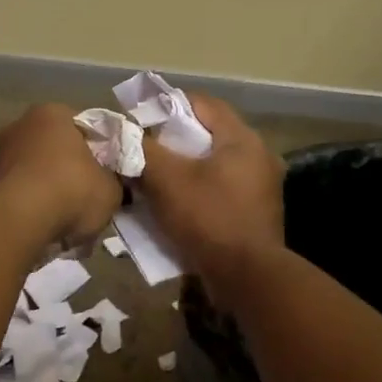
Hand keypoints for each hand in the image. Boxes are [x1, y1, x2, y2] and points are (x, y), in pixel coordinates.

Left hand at [0, 103, 122, 246]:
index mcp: (53, 113)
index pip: (85, 127)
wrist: (16, 222)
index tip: (108, 174)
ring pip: (35, 171)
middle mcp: (21, 125)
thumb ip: (113, 181)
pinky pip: (19, 193)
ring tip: (66, 219)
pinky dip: (31, 206)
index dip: (100, 151)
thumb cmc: (70, 191)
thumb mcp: (111, 189)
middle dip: (71, 170)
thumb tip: (109, 184)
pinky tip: (44, 226)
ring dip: (49, 190)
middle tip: (87, 197)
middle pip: (56, 148)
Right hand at [139, 94, 284, 294]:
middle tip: (142, 151)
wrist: (247, 278)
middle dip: (172, 141)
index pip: (201, 103)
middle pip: (207, 134)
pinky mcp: (256, 213)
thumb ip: (141, 150)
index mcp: (242, 138)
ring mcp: (261, 186)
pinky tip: (175, 205)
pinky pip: (220, 190)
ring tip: (153, 179)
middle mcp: (258, 155)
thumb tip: (119, 133)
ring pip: (213, 165)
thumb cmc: (208, 218)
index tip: (138, 120)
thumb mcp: (167, 180)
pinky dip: (197, 191)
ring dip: (183, 169)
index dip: (166, 106)